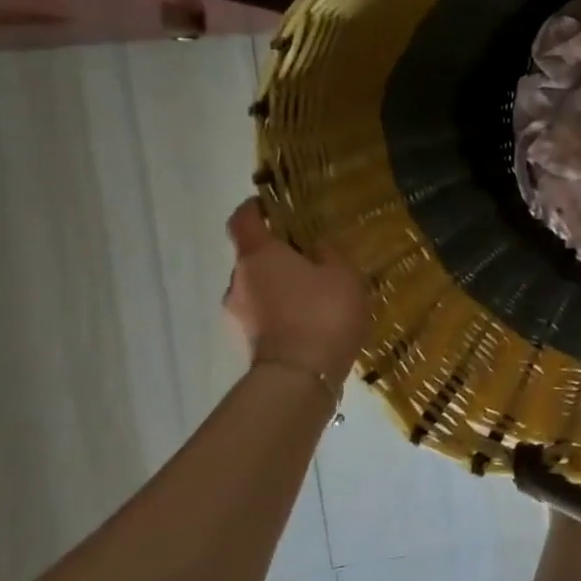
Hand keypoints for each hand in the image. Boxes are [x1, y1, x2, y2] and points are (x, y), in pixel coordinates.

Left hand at [223, 198, 373, 376]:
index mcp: (258, 255)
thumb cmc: (322, 312)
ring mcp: (238, 314)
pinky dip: (283, 310)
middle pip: (252, 257)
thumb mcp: (342, 274)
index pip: (243, 220)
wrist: (300, 376)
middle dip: (277, 254)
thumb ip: (327, 254)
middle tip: (310, 255)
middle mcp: (238, 281)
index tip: (269, 204)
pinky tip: (311, 318)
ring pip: (259, 287)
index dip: (253, 209)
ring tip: (315, 291)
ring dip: (281, 285)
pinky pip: (265, 313)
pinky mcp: (248, 341)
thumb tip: (315, 248)